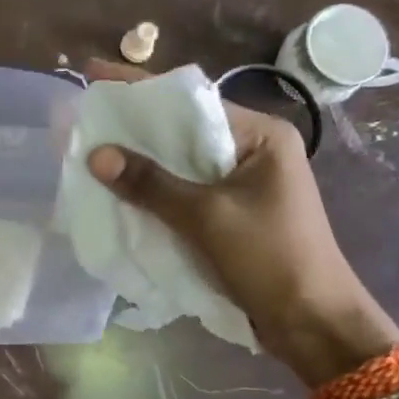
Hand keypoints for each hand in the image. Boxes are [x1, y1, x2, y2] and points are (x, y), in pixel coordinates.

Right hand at [83, 59, 398, 385]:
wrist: (313, 324)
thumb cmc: (269, 259)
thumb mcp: (206, 217)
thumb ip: (150, 184)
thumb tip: (96, 154)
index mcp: (260, 136)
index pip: (191, 101)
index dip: (139, 89)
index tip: (94, 74)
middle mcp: (252, 150)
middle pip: (182, 129)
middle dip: (134, 127)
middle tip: (84, 117)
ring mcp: (243, 183)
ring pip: (180, 162)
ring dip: (141, 160)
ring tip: (91, 149)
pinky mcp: (232, 212)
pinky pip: (184, 189)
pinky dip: (154, 189)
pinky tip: (119, 189)